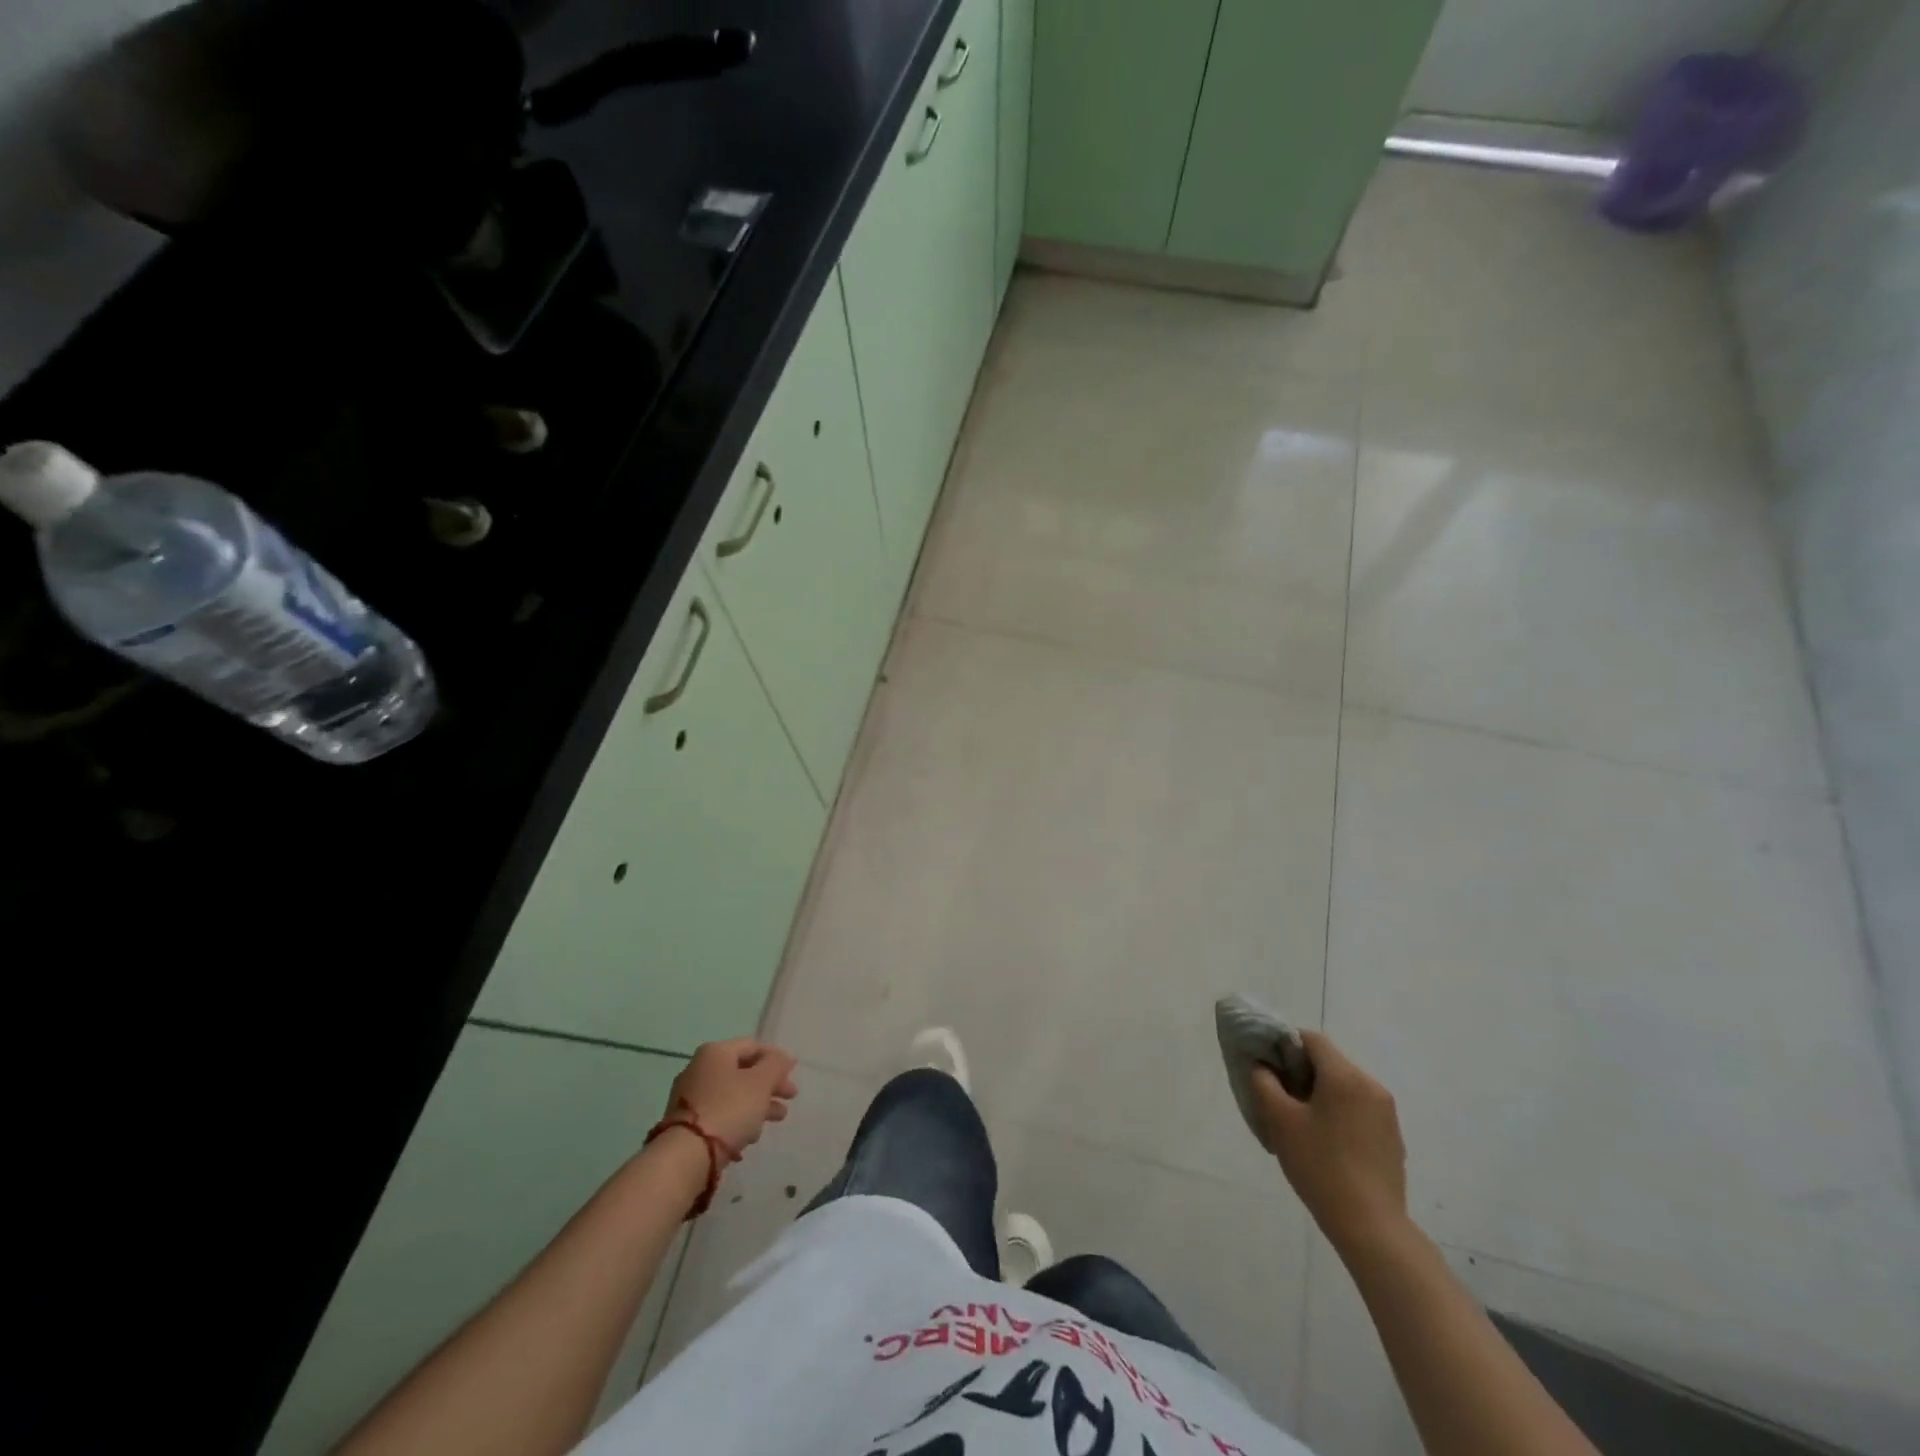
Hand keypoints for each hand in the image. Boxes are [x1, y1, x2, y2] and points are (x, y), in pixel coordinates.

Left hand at [665, 1039, 798, 1152]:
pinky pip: (720, 1114)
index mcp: (715, 1052)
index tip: (792, 1076)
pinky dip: (738, 1119)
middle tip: (789, 1099)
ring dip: (758, 1104)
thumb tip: (783, 1058)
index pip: (753, 1046)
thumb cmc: (729, 1109)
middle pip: (743, 1071)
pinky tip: (750, 1135)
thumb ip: (776, 1065)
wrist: (685, 1156)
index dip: (776, 1058)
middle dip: (769, 1085)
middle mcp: (699, 1068)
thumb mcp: (761, 1083)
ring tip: (776, 1119)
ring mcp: (690, 1096)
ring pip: (733, 1094)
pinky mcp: (686, 1123)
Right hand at [1252, 1031, 1408, 1253]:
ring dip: (1320, 1095)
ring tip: (1301, 1125)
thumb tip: (1262, 1065)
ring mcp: (1386, 1114)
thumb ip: (1263, 1081)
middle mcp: (1371, 1086)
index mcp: (1345, 1076)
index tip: (1268, 1067)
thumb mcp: (1279, 1119)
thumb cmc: (1319, 1165)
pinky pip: (1358, 1110)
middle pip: (1329, 1063)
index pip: (1311, 1039)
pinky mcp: (1392, 1139)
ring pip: (1344, 1088)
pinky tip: (1326, 1146)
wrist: (1371, 1227)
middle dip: (1301, 1073)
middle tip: (1279, 1098)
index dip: (1285, 1045)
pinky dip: (1339, 1115)